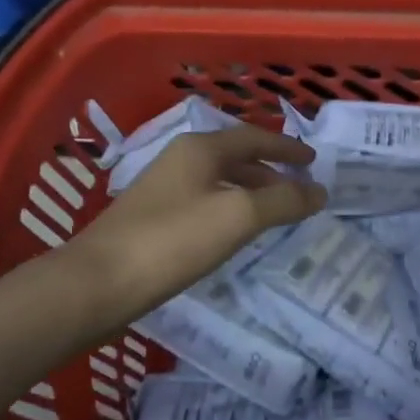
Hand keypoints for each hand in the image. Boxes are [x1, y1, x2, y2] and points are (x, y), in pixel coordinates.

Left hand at [67, 124, 325, 319]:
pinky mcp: (154, 217)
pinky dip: (230, 208)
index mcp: (200, 148)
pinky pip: (205, 202)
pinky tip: (235, 232)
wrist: (100, 282)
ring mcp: (164, 188)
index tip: (314, 161)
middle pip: (235, 156)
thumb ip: (282, 201)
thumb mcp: (237, 216)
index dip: (286, 148)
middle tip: (299, 189)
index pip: (253, 137)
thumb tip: (319, 191)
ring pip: (219, 180)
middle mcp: (181, 159)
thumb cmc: (173, 240)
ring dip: (250, 190)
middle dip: (270, 171)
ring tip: (275, 212)